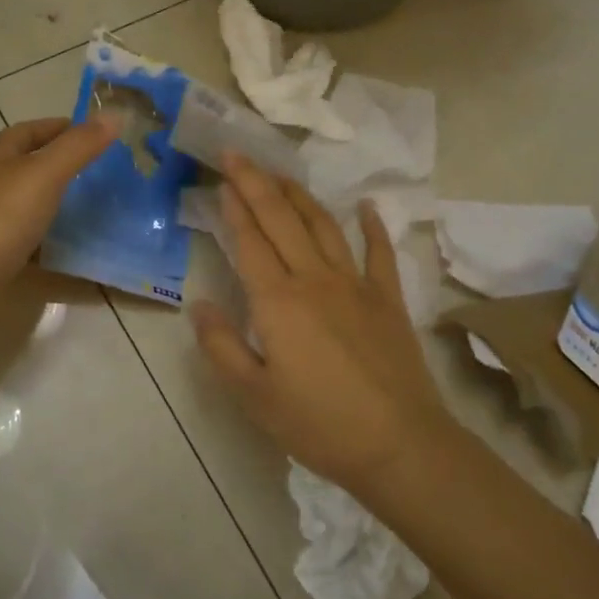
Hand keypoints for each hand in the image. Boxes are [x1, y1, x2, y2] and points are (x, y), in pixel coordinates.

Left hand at [0, 115, 115, 297]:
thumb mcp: (43, 175)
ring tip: (101, 212)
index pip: (28, 131)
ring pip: (31, 208)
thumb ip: (78, 147)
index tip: (96, 134)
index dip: (59, 127)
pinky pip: (32, 247)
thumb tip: (114, 114)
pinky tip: (80, 258)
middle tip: (106, 174)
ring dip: (61, 207)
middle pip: (28, 168)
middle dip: (63, 167)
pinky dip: (56, 249)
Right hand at [191, 154, 449, 496]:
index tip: (221, 177)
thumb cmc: (319, 424)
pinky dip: (372, 226)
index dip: (233, 206)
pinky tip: (366, 206)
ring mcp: (356, 285)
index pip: (249, 240)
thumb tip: (199, 303)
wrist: (399, 444)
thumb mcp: (254, 396)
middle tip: (238, 153)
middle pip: (281, 219)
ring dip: (300, 195)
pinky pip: (379, 253)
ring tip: (281, 174)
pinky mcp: (387, 299)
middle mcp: (314, 279)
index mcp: (278, 301)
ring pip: (323, 226)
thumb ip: (221, 347)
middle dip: (256, 182)